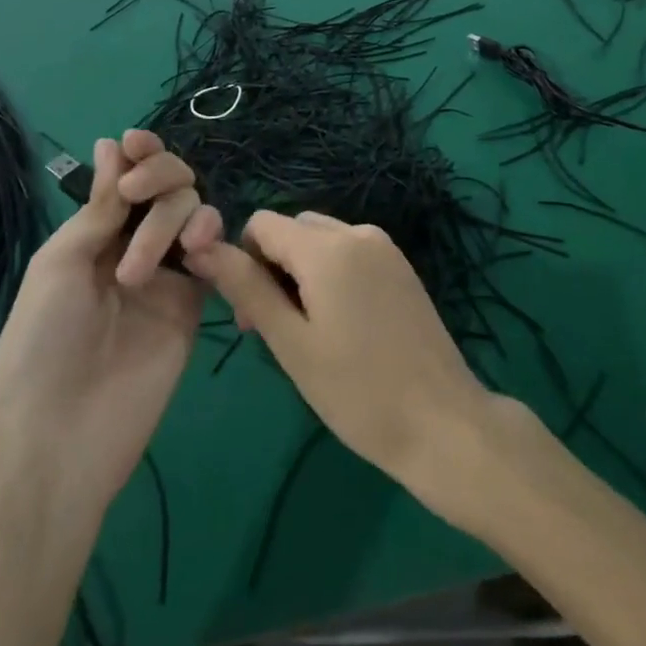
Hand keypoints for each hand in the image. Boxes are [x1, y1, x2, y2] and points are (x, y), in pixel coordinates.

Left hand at [0, 131, 222, 508]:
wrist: (62, 436)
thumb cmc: (43, 342)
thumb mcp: (61, 263)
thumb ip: (101, 206)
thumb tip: (112, 144)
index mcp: (95, 233)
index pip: (129, 177)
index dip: (139, 153)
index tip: (137, 144)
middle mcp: (135, 243)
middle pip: (170, 185)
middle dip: (158, 177)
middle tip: (136, 198)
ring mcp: (168, 273)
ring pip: (195, 211)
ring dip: (174, 218)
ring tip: (143, 270)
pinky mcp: (195, 301)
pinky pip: (215, 254)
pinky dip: (211, 240)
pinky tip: (196, 255)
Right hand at [185, 211, 491, 497]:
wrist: (443, 422)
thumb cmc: (358, 392)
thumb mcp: (292, 343)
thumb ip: (247, 288)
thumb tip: (202, 249)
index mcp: (328, 247)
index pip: (262, 224)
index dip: (244, 261)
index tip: (252, 316)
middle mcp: (357, 232)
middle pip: (293, 229)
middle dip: (273, 267)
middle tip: (277, 331)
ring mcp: (385, 247)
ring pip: (321, 240)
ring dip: (301, 272)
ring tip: (309, 333)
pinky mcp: (400, 266)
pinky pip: (349, 252)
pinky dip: (331, 275)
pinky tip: (342, 326)